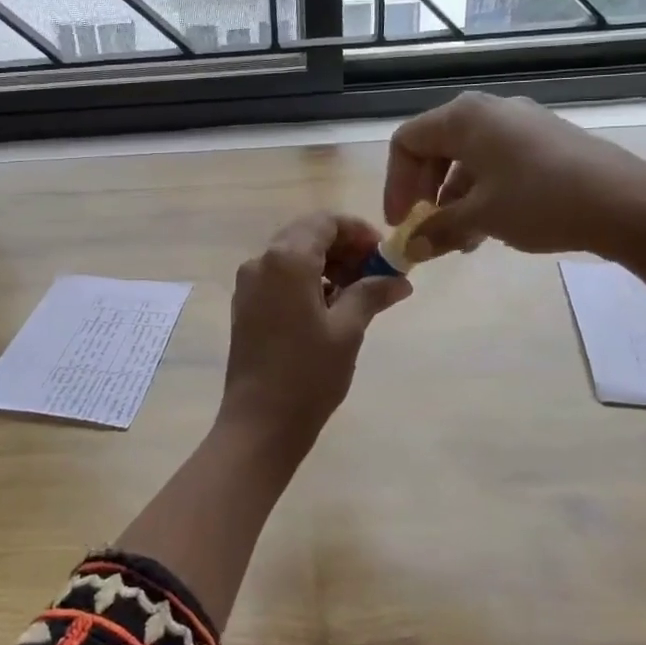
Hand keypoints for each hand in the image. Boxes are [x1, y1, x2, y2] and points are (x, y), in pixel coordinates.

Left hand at [216, 212, 411, 448]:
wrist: (260, 422)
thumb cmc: (308, 374)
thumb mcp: (348, 330)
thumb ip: (371, 294)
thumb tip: (399, 280)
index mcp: (285, 260)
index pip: (325, 222)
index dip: (358, 231)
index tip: (384, 254)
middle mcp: (261, 262)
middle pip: (307, 235)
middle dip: (344, 248)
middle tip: (376, 275)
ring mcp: (248, 284)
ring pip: (292, 256)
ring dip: (326, 264)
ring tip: (358, 294)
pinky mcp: (245, 305)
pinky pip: (279, 277)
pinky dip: (306, 281)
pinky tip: (330, 308)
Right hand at [384, 92, 645, 258]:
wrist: (629, 204)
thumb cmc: (540, 201)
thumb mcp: (480, 217)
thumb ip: (437, 229)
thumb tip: (411, 248)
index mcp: (464, 117)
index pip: (407, 142)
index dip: (395, 184)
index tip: (401, 223)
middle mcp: (489, 111)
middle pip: (435, 148)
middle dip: (424, 193)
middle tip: (426, 229)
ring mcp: (521, 124)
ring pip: (467, 159)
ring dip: (453, 200)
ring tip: (460, 241)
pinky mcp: (546, 141)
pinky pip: (496, 163)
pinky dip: (482, 193)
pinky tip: (491, 228)